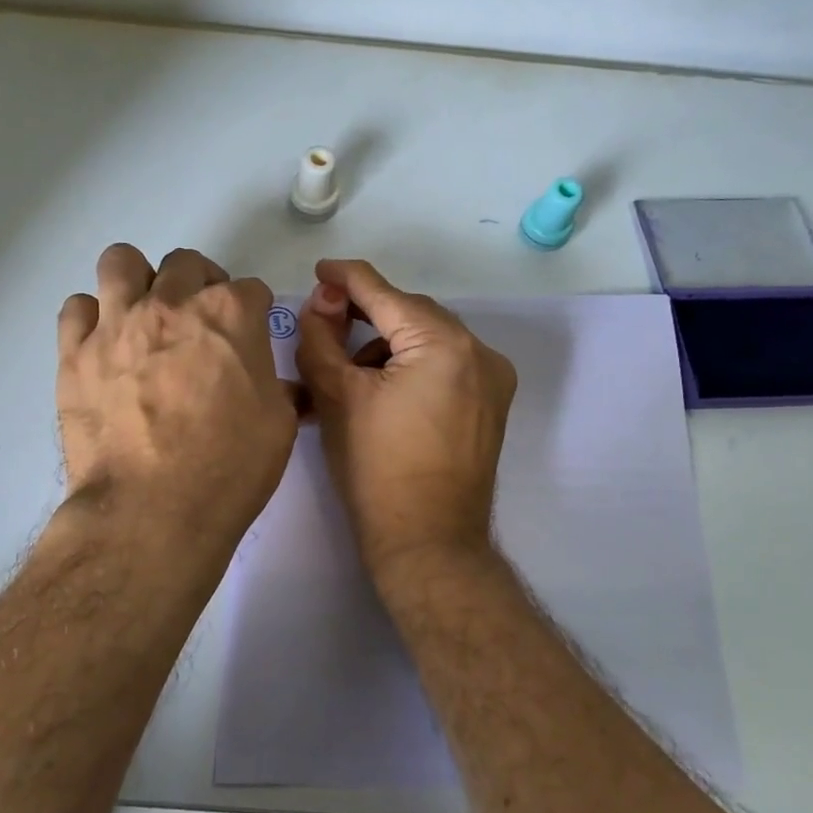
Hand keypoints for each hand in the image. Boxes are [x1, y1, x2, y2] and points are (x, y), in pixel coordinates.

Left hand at [58, 245, 296, 554]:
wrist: (151, 511)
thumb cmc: (228, 469)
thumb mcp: (278, 426)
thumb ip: (277, 387)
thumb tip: (275, 383)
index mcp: (229, 315)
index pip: (250, 288)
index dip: (254, 312)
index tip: (249, 336)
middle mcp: (171, 304)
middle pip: (186, 264)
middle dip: (200, 285)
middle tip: (200, 325)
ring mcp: (117, 324)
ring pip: (121, 262)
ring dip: (139, 282)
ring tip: (145, 318)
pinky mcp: (74, 353)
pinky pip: (76, 307)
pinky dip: (92, 319)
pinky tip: (104, 347)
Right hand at [295, 259, 516, 575]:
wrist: (428, 543)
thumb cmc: (375, 469)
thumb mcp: (336, 396)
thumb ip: (321, 337)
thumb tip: (323, 301)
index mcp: (443, 344)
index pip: (385, 294)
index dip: (346, 277)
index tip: (320, 270)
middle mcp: (479, 351)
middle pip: (411, 313)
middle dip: (367, 313)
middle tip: (326, 323)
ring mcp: (493, 379)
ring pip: (431, 338)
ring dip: (390, 341)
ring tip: (352, 369)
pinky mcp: (493, 404)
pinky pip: (448, 364)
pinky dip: (414, 363)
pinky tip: (385, 389)